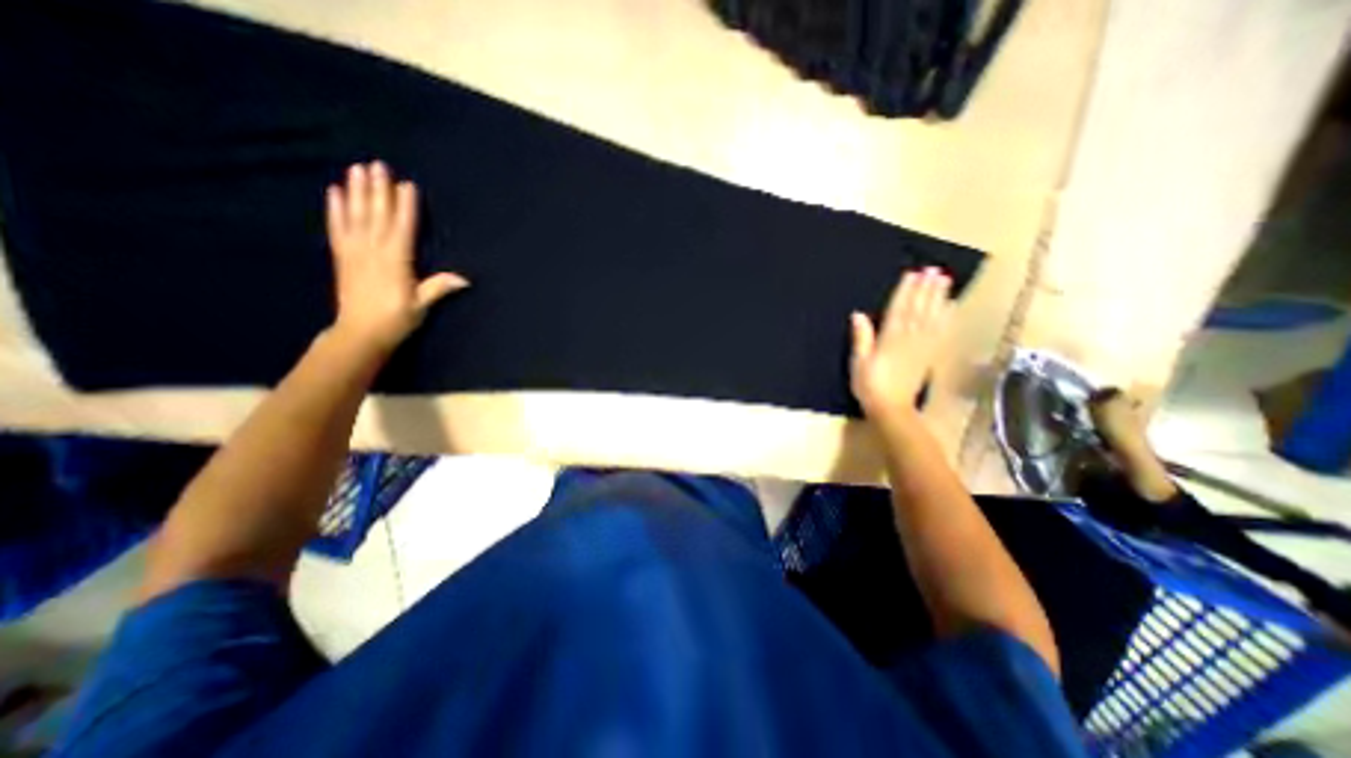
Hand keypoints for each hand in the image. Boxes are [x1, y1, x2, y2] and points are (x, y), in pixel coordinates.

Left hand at [324, 162, 468, 350]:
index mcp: (396, 262)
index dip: (405, 207)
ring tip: (356, 170)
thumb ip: (438, 288)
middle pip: (377, 216)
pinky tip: (334, 193)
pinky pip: (337, 229)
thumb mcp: (421, 305)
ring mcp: (354, 253)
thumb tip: (464, 279)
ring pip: (356, 217)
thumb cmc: (396, 319)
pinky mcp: (341, 257)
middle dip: (378, 190)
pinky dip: (335, 210)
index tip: (407, 185)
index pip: (402, 228)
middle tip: (377, 165)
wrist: (360, 333)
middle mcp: (373, 252)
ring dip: (356, 193)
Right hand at [848, 266, 953, 420]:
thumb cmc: (870, 386)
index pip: (899, 310)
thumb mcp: (859, 363)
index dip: (906, 291)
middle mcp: (909, 339)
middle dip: (925, 289)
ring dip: (938, 298)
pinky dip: (947, 318)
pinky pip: (941, 333)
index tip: (913, 273)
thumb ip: (861, 338)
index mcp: (890, 339)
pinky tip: (951, 307)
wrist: (892, 409)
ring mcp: (923, 347)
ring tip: (944, 280)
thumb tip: (858, 315)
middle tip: (933, 269)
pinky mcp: (930, 355)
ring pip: (932, 317)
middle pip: (918, 310)